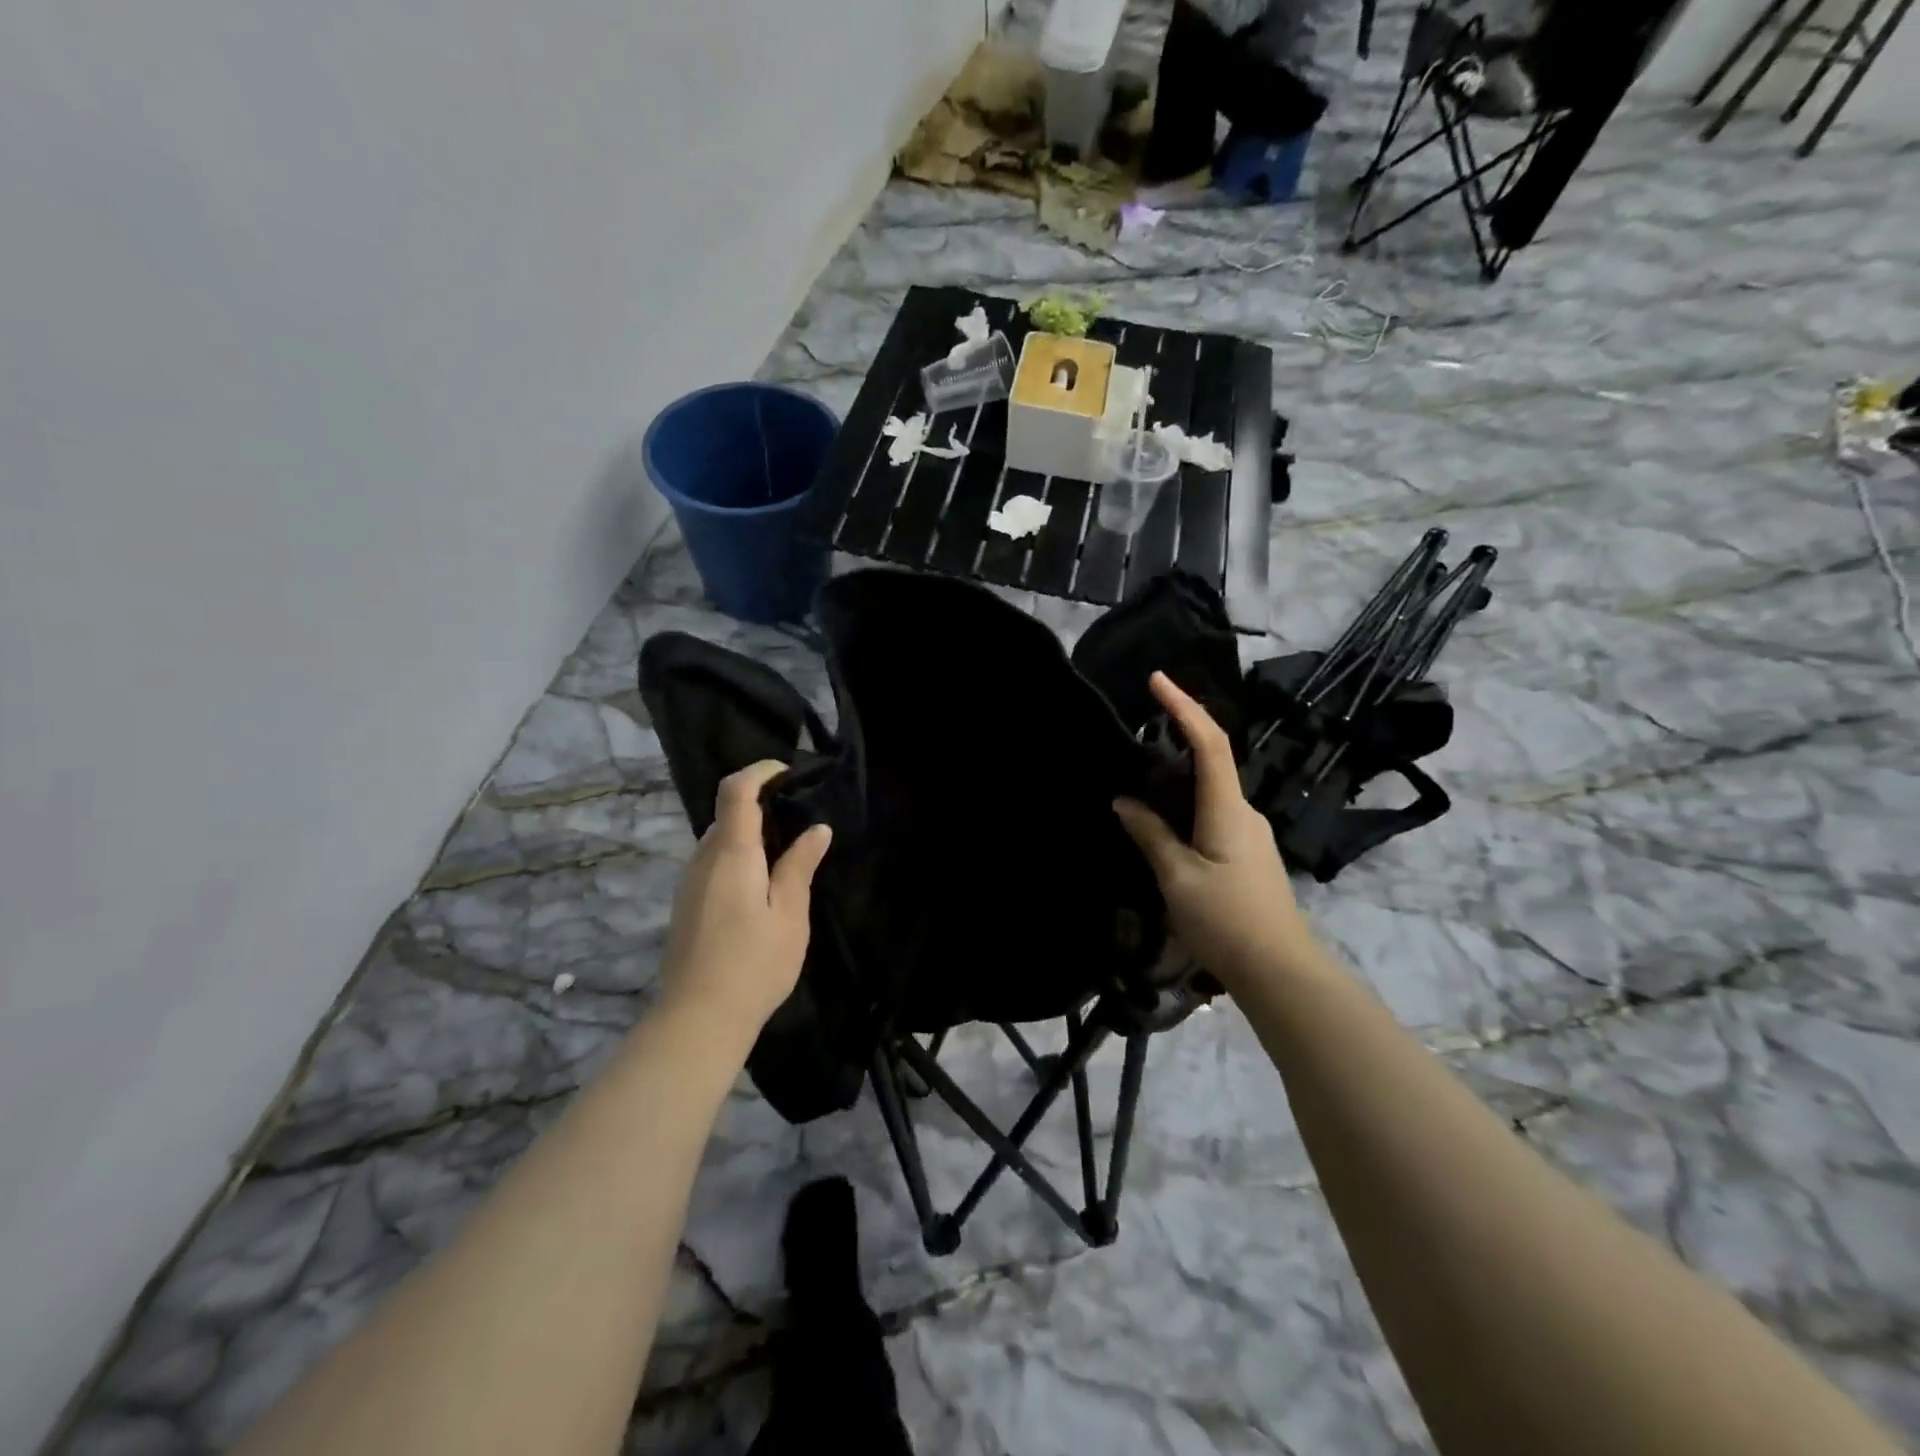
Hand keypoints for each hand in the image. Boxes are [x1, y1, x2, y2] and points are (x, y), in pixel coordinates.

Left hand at [658, 761, 831, 1042]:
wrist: (697, 1020)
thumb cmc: (753, 964)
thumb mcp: (789, 915)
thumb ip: (800, 866)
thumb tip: (817, 829)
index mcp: (731, 854)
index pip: (736, 790)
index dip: (760, 772)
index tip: (789, 774)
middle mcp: (703, 859)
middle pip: (727, 814)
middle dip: (761, 806)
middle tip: (800, 823)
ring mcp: (689, 883)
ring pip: (719, 840)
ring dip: (750, 835)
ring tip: (786, 857)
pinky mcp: (686, 904)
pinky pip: (713, 863)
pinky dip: (738, 857)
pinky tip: (760, 888)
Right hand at [1114, 672, 1316, 990]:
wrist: (1280, 972)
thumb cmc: (1227, 921)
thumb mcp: (1178, 878)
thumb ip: (1151, 835)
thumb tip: (1125, 802)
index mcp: (1227, 810)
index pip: (1209, 743)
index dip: (1184, 707)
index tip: (1157, 679)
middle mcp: (1244, 812)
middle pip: (1212, 761)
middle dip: (1178, 736)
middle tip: (1137, 731)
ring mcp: (1249, 834)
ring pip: (1211, 790)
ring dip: (1179, 775)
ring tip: (1139, 777)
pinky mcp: (1247, 854)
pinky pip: (1213, 813)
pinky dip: (1186, 803)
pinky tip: (1162, 821)